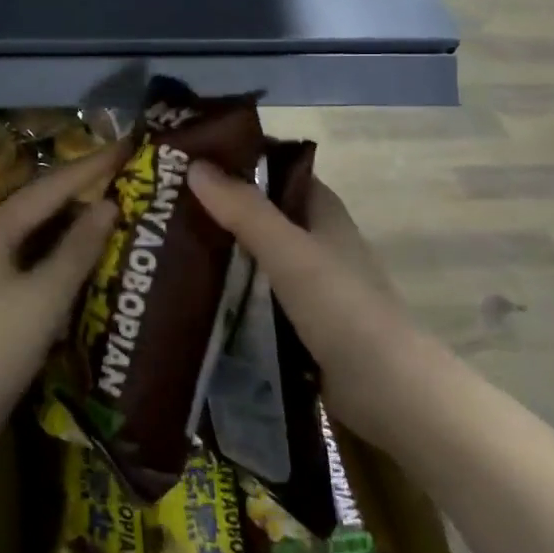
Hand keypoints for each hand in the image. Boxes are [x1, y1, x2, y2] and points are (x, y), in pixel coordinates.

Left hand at [0, 143, 123, 463]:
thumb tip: (109, 205)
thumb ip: (78, 249)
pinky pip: (40, 260)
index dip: (92, 165)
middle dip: (86, 187)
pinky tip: (93, 258)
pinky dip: (68, 253)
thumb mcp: (44, 298)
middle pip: (46, 203)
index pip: (53, 186)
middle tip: (131, 175)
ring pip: (43, 233)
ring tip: (121, 207)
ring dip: (79, 220)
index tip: (130, 146)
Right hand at [188, 160, 422, 445]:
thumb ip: (243, 209)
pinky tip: (193, 292)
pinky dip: (230, 289)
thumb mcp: (288, 251)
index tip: (187, 161)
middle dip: (218, 209)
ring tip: (165, 245)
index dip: (235, 162)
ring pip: (255, 254)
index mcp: (321, 210)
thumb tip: (195, 165)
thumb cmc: (342, 307)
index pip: (274, 170)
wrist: (388, 391)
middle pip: (260, 212)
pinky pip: (257, 293)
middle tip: (164, 206)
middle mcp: (315, 239)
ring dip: (221, 251)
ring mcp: (309, 282)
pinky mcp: (300, 320)